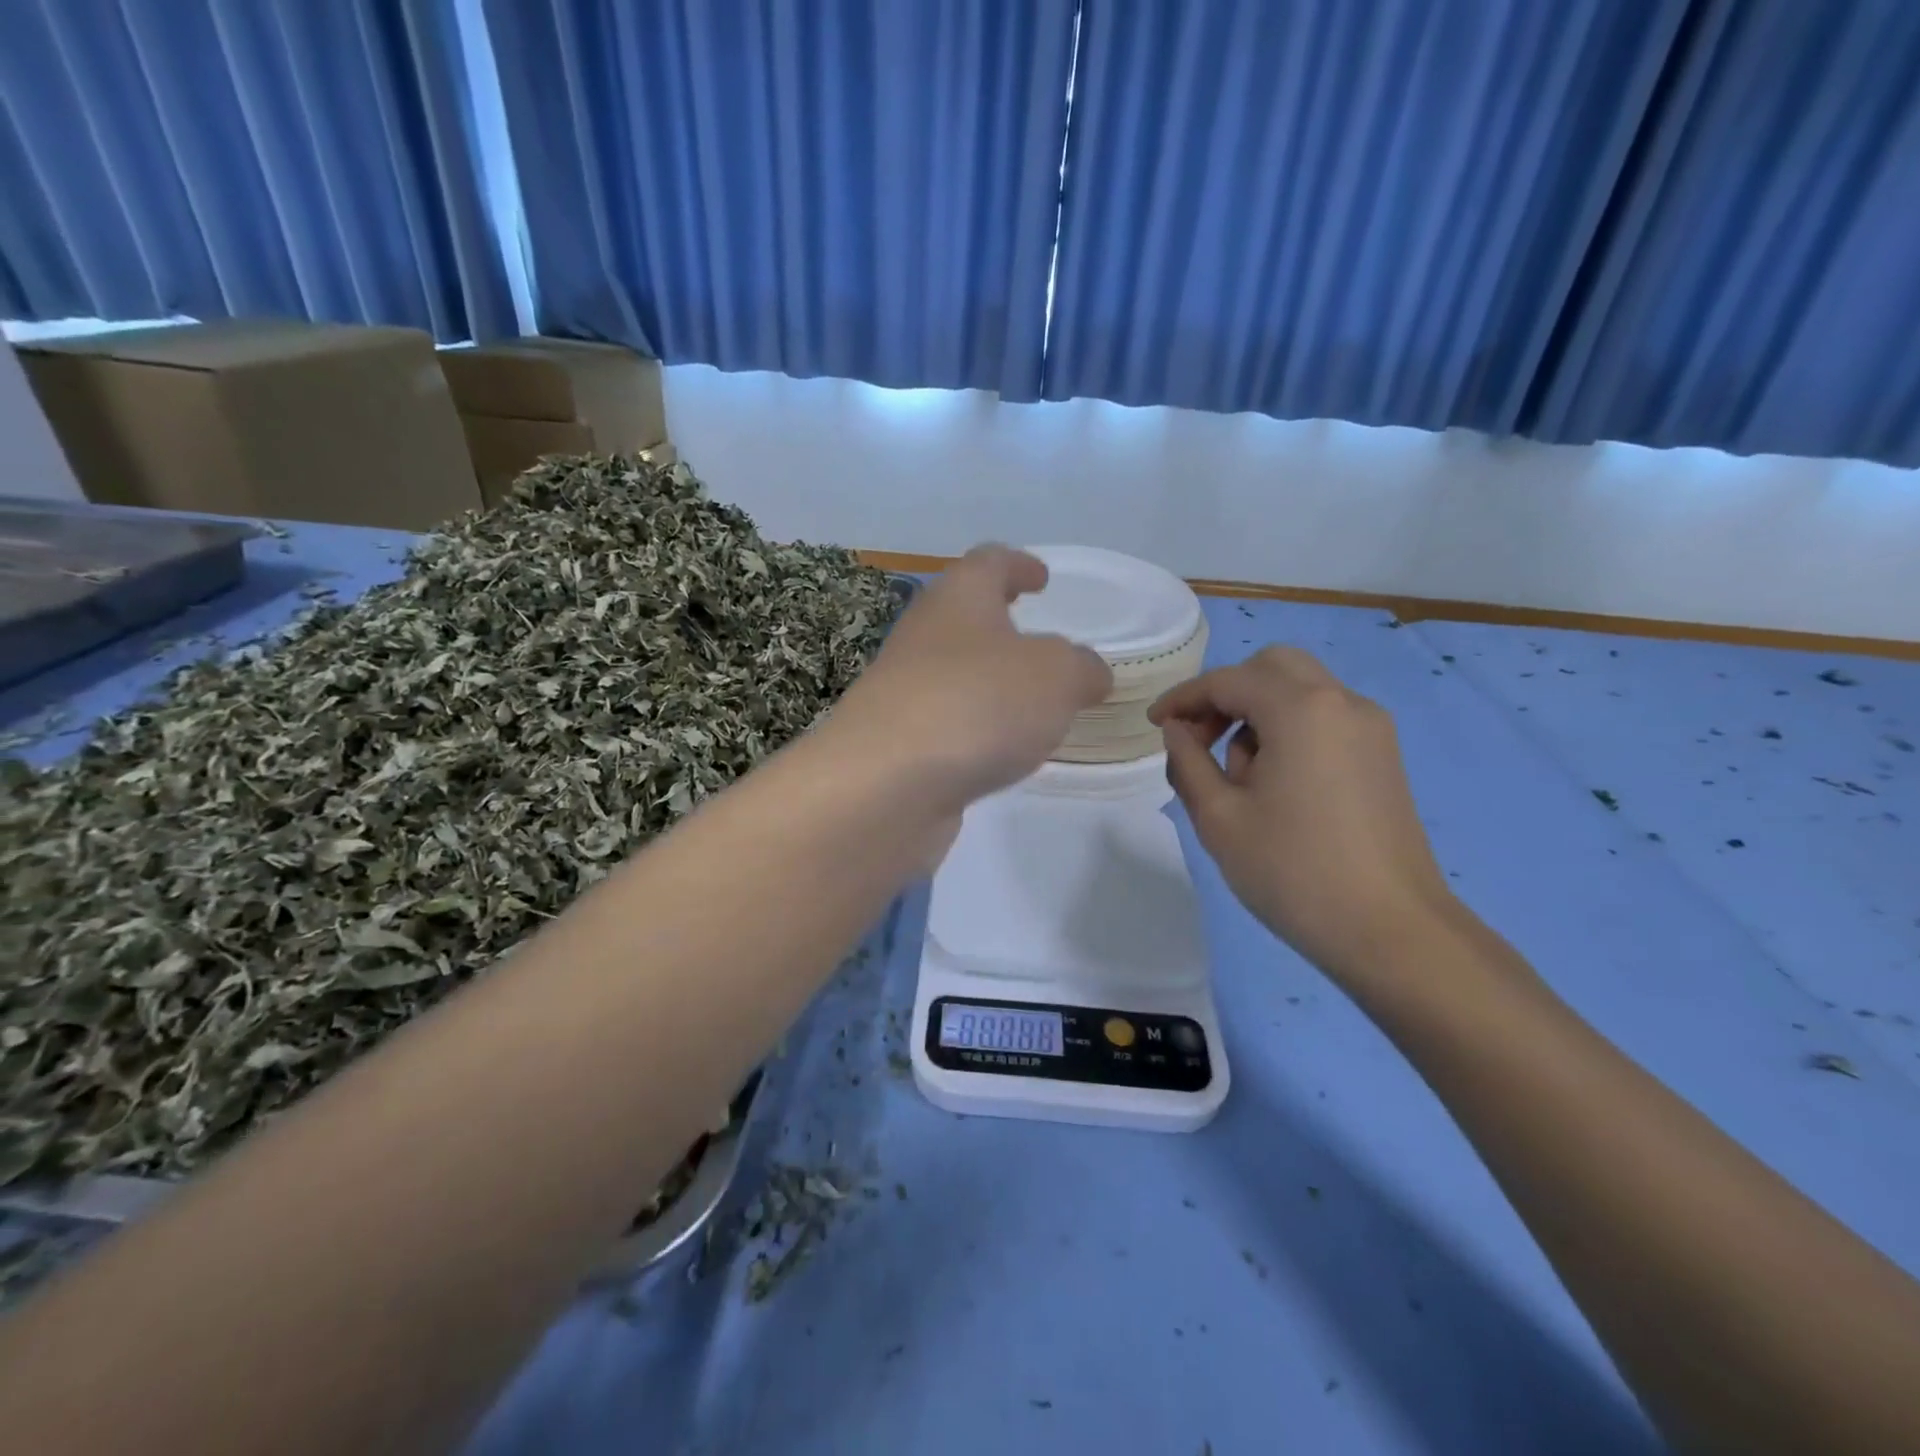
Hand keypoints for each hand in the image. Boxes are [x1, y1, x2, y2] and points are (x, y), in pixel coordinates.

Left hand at [829, 545, 1112, 813]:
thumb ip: (1081, 668)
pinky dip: (975, 728)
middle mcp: (924, 637)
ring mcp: (903, 691)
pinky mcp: (896, 743)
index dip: (1018, 564)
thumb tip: (1088, 673)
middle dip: (1001, 626)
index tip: (1041, 578)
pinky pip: (946, 723)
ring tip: (1030, 705)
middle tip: (1039, 644)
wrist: (885, 784)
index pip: (988, 563)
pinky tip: (999, 752)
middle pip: (963, 617)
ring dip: (989, 682)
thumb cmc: (978, 704)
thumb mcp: (1056, 676)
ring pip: (954, 673)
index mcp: (959, 599)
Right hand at [1149, 647, 1455, 982]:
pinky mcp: (1382, 756)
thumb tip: (1177, 730)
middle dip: (1225, 694)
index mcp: (1301, 709)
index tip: (1153, 725)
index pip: (1227, 680)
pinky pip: (1324, 718)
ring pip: (1300, 690)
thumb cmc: (1293, 871)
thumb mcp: (1219, 817)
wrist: (1391, 932)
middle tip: (1198, 739)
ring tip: (1237, 778)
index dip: (1183, 698)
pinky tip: (1274, 784)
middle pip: (1272, 667)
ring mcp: (1371, 728)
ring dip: (1257, 714)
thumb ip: (1187, 761)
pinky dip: (1288, 729)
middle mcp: (1342, 702)